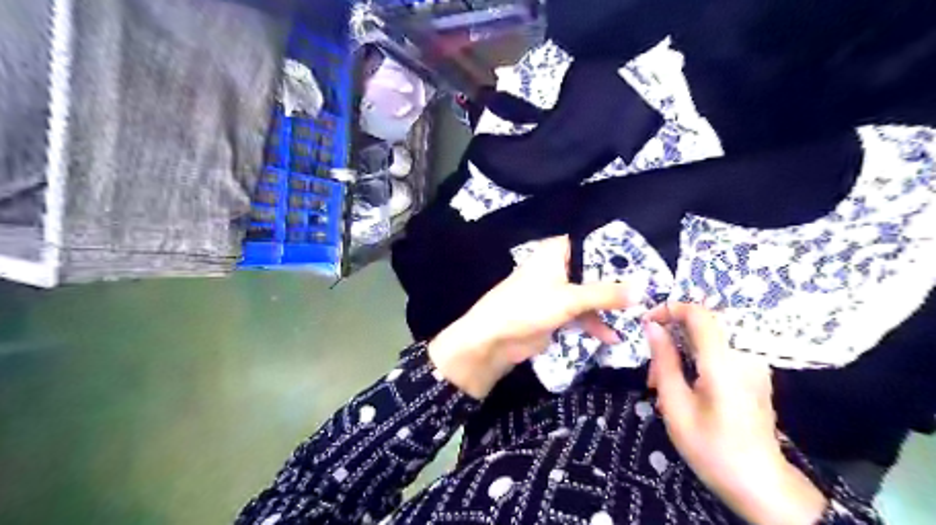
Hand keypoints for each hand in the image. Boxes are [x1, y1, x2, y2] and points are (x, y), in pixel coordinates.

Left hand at [429, 235, 643, 399]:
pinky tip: (612, 338)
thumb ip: (606, 294)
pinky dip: (594, 324)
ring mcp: (556, 291)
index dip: (617, 253)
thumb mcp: (570, 299)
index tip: (646, 262)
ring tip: (636, 318)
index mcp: (556, 252)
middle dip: (617, 284)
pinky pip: (581, 314)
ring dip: (608, 308)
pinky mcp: (554, 313)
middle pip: (593, 271)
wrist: (494, 339)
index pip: (592, 244)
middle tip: (650, 291)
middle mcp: (557, 267)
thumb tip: (643, 289)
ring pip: (589, 294)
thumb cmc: (528, 306)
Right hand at [645, 303, 824, 524]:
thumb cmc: (711, 448)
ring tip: (663, 386)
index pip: (699, 313)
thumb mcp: (676, 406)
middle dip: (671, 338)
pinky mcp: (755, 375)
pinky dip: (696, 362)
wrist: (760, 484)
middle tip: (653, 371)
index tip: (646, 323)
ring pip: (708, 340)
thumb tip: (652, 327)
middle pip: (702, 325)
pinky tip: (685, 389)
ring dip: (681, 353)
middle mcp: (744, 356)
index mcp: (724, 363)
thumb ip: (664, 361)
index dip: (669, 309)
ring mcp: (754, 365)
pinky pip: (719, 353)